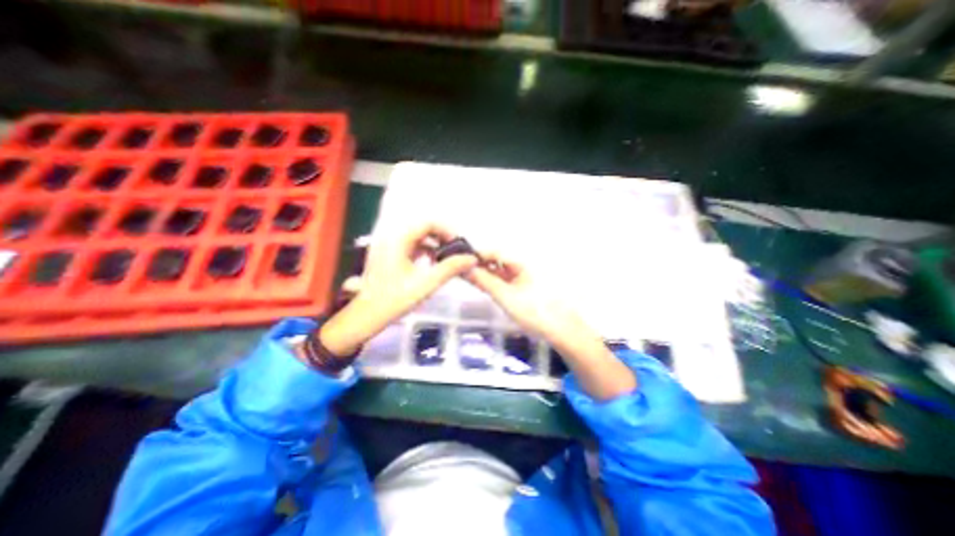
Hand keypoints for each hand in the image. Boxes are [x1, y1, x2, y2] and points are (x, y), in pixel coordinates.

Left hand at [318, 225, 476, 358]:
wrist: (366, 316)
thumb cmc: (394, 300)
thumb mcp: (426, 284)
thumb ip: (450, 269)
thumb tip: (471, 258)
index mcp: (398, 239)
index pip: (428, 223)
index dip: (447, 231)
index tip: (460, 245)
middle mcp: (391, 237)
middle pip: (423, 228)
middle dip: (442, 238)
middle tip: (456, 251)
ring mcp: (388, 245)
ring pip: (417, 237)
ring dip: (434, 244)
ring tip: (448, 257)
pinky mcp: (388, 254)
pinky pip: (410, 246)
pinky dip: (424, 251)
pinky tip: (433, 263)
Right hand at [467, 255, 635, 400]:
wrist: (560, 331)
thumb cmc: (534, 311)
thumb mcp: (506, 296)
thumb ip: (485, 282)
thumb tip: (465, 269)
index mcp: (520, 264)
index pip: (495, 253)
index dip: (478, 255)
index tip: (459, 261)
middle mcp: (521, 268)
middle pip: (496, 262)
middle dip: (478, 264)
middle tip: (460, 270)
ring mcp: (521, 280)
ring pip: (498, 273)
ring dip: (483, 274)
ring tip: (467, 277)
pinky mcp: (521, 291)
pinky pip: (503, 282)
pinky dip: (491, 283)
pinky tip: (482, 285)